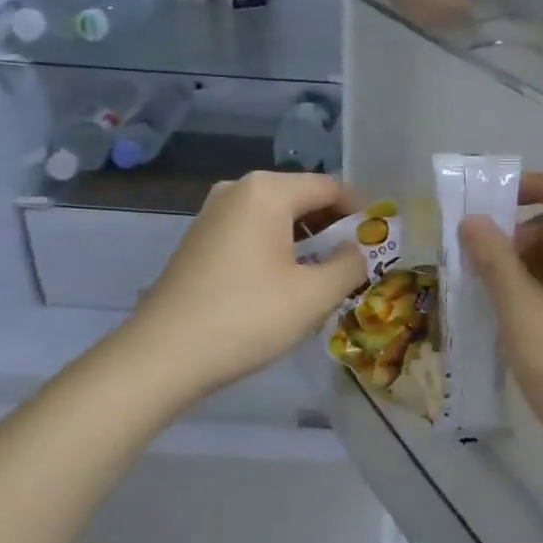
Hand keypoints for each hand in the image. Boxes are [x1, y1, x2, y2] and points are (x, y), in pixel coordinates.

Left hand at [126, 171, 367, 400]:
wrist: (165, 354)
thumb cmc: (248, 317)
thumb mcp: (315, 295)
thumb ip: (350, 266)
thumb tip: (357, 252)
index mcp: (268, 191)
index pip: (330, 188)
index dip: (360, 213)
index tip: (377, 244)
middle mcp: (237, 190)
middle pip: (301, 199)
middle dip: (331, 229)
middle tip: (353, 265)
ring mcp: (212, 214)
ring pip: (275, 218)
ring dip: (304, 242)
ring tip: (322, 280)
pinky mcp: (198, 240)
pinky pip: (251, 234)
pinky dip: (275, 250)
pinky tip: (282, 286)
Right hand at [459, 169, 542, 454]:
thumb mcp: (521, 308)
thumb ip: (494, 258)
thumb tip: (472, 221)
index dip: (530, 184)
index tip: (489, 206)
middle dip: (518, 238)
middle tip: (479, 268)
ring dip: (523, 268)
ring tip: (488, 297)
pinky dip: (538, 292)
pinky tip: (511, 319)